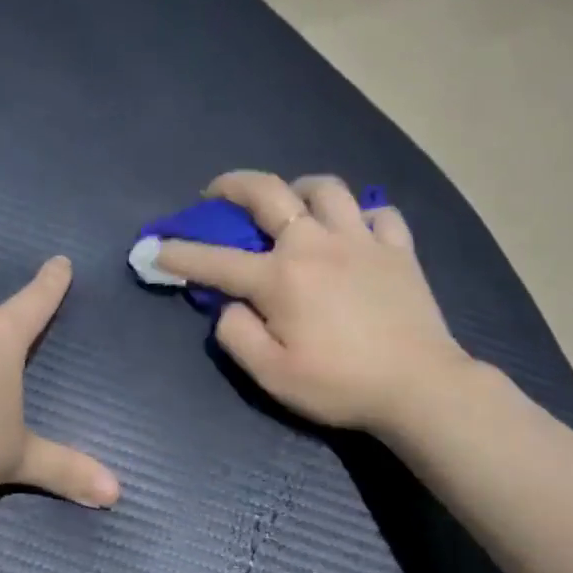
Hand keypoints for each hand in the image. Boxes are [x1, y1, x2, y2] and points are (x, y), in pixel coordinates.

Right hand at [156, 171, 470, 433]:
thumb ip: (237, 335)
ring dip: (299, 188)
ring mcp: (361, 241)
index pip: (214, 260)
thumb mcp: (271, 375)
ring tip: (291, 202)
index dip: (178, 253)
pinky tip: (354, 230)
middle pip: (269, 193)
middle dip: (233, 185)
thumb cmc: (339, 384)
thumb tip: (228, 306)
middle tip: (217, 193)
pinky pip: (379, 214)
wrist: (419, 387)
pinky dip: (361, 216)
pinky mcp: (399, 250)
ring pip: (327, 189)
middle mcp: (316, 244)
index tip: (153, 247)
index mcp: (280, 277)